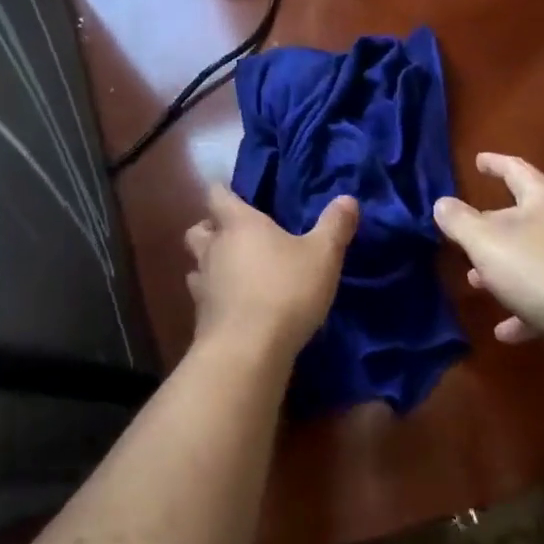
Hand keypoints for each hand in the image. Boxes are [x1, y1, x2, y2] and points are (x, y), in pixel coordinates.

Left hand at [184, 186, 358, 363]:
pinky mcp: (200, 317)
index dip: (224, 192)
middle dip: (211, 229)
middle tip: (235, 236)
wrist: (247, 351)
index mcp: (238, 224)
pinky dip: (214, 297)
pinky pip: (202, 297)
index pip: (217, 194)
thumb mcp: (323, 256)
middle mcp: (213, 248)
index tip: (238, 195)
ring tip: (233, 272)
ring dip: (209, 264)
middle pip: (198, 228)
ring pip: (196, 263)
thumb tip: (348, 199)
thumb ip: (335, 226)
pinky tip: (233, 306)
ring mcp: (202, 283)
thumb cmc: (285, 291)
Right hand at [433, 152, 543, 347]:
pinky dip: (524, 309)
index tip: (478, 160)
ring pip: (533, 259)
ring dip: (503, 271)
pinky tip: (506, 332)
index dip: (495, 164)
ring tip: (477, 284)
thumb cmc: (542, 271)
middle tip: (466, 238)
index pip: (516, 170)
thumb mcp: (487, 243)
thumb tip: (442, 202)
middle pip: (523, 218)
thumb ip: (460, 222)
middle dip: (491, 229)